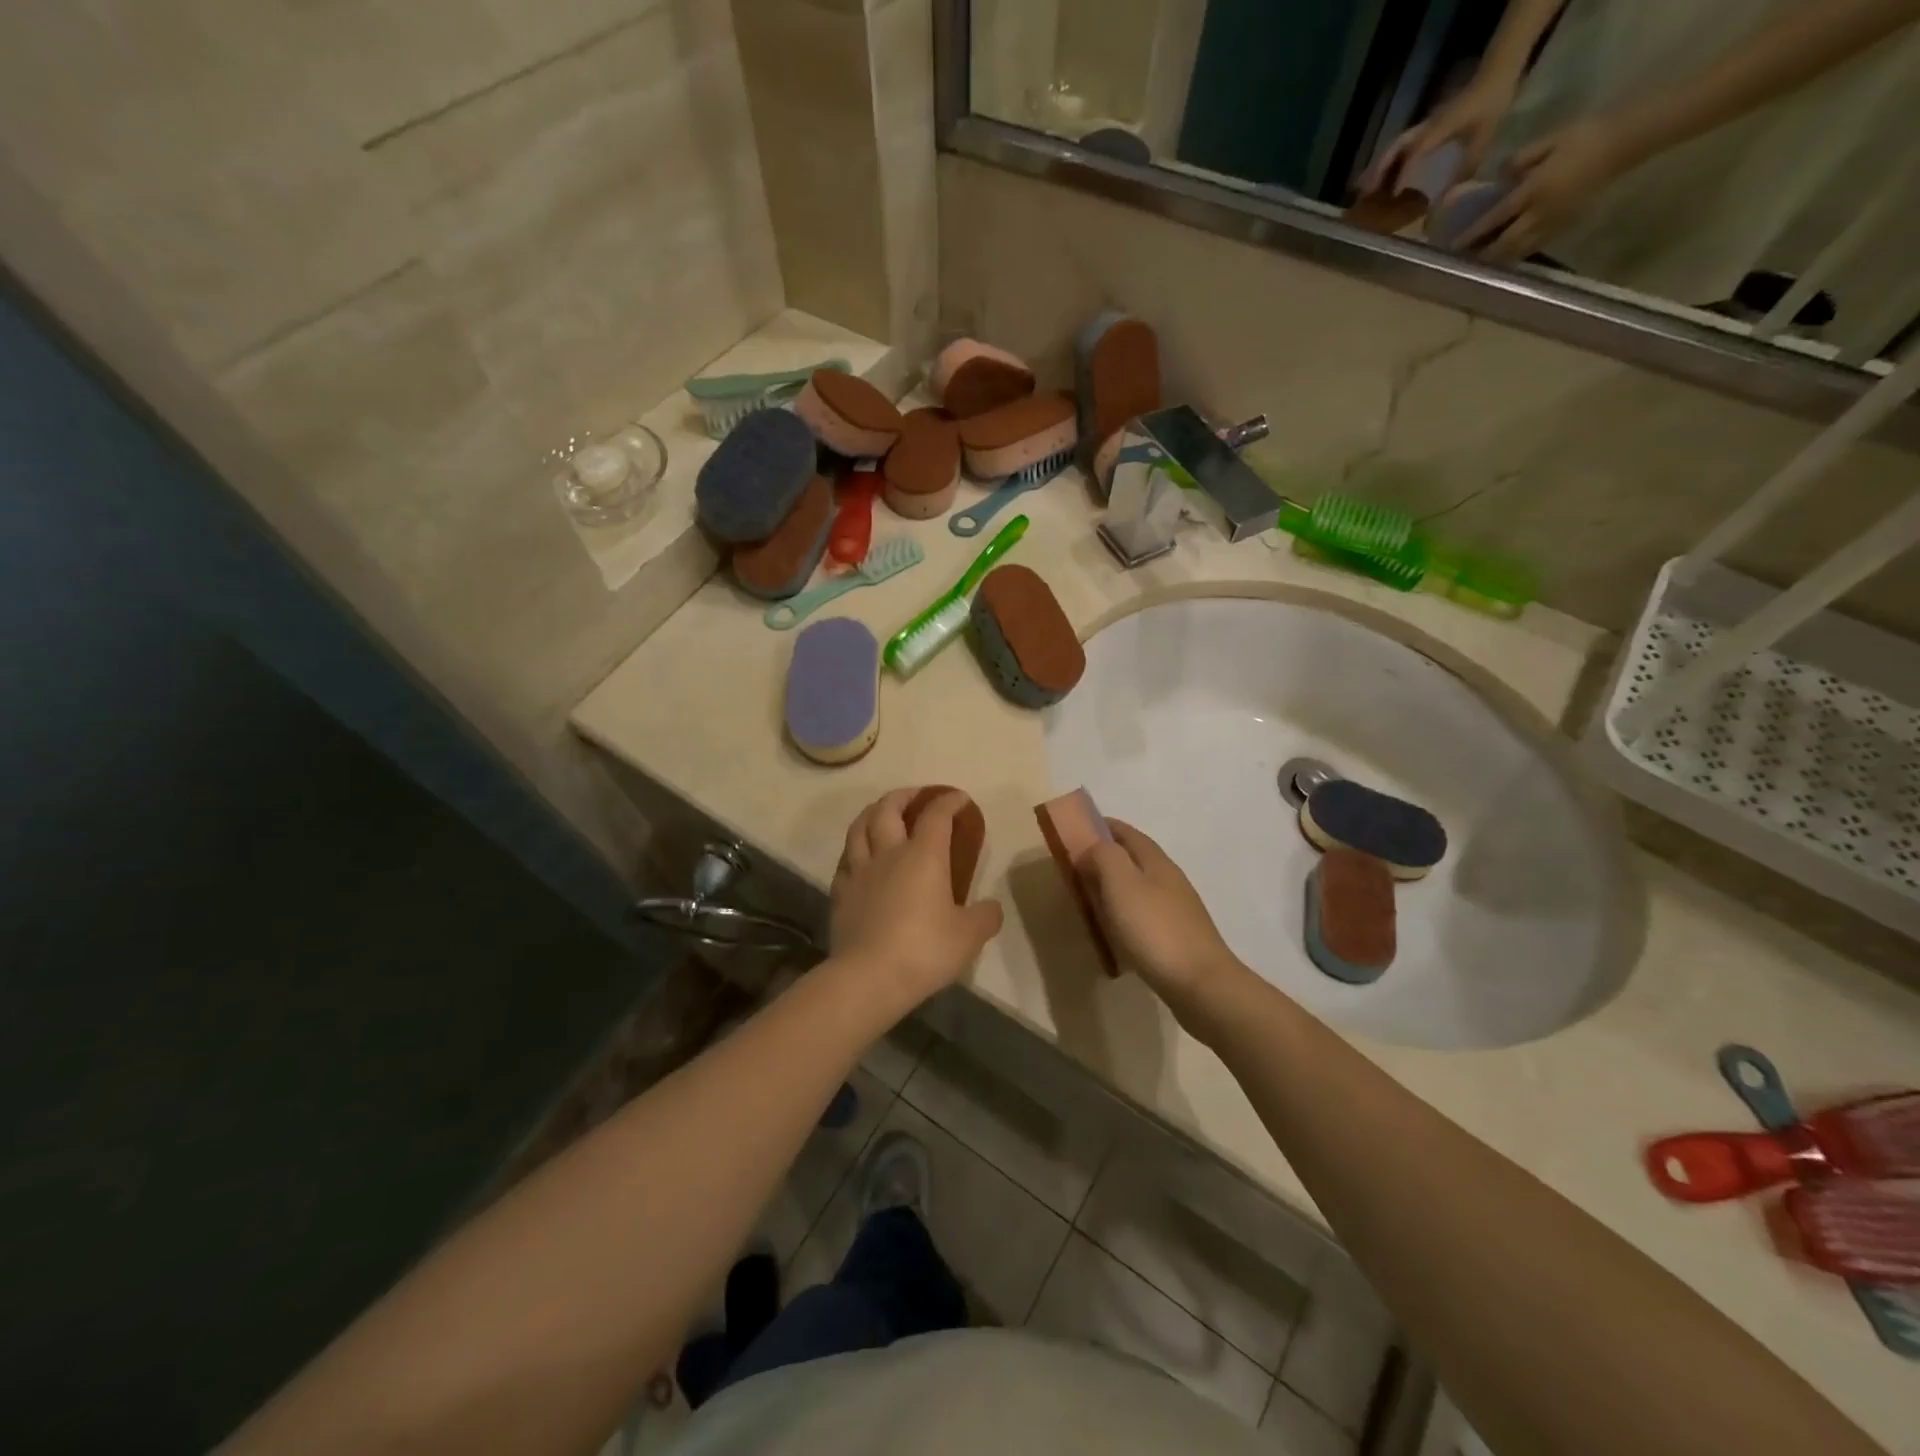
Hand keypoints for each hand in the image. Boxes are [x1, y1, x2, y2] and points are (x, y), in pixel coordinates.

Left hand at [831, 789, 1003, 1010]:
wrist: (868, 977)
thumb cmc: (924, 950)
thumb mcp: (969, 936)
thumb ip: (985, 917)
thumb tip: (992, 908)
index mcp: (924, 855)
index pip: (936, 815)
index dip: (949, 801)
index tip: (959, 799)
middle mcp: (889, 853)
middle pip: (888, 809)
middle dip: (904, 796)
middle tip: (916, 797)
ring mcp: (859, 871)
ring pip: (859, 827)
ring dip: (872, 813)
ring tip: (881, 813)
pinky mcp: (840, 893)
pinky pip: (845, 860)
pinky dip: (854, 849)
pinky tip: (859, 857)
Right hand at [1076, 820, 1244, 1020]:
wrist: (1200, 984)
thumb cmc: (1155, 929)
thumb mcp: (1121, 884)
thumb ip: (1104, 857)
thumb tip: (1092, 847)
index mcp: (1156, 862)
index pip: (1128, 833)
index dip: (1104, 826)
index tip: (1078, 829)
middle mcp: (1170, 880)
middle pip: (1136, 858)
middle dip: (1108, 856)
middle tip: (1077, 866)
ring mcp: (1177, 909)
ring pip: (1141, 886)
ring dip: (1116, 885)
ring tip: (1091, 897)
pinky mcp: (1178, 937)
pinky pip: (1145, 913)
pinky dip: (1125, 912)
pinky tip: (1115, 929)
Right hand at [1361, 73, 1515, 197]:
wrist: (1496, 74)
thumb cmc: (1492, 103)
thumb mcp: (1484, 137)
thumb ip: (1466, 168)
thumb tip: (1448, 199)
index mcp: (1439, 128)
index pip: (1415, 152)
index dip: (1402, 173)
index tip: (1392, 196)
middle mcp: (1425, 127)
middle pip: (1395, 149)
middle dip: (1378, 170)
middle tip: (1363, 194)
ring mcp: (1423, 126)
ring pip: (1393, 148)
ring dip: (1378, 168)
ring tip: (1363, 189)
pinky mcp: (1424, 128)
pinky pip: (1401, 146)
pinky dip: (1388, 162)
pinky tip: (1382, 176)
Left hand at [1458, 115, 1632, 262]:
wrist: (1625, 141)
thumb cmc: (1585, 135)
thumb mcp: (1550, 139)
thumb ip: (1520, 159)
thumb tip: (1497, 178)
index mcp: (1534, 190)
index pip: (1495, 218)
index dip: (1473, 234)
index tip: (1454, 245)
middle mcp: (1540, 212)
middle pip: (1504, 243)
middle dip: (1483, 253)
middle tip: (1464, 260)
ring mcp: (1554, 222)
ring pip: (1519, 250)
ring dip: (1498, 259)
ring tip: (1481, 262)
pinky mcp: (1566, 225)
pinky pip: (1536, 246)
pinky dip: (1518, 254)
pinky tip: (1508, 255)